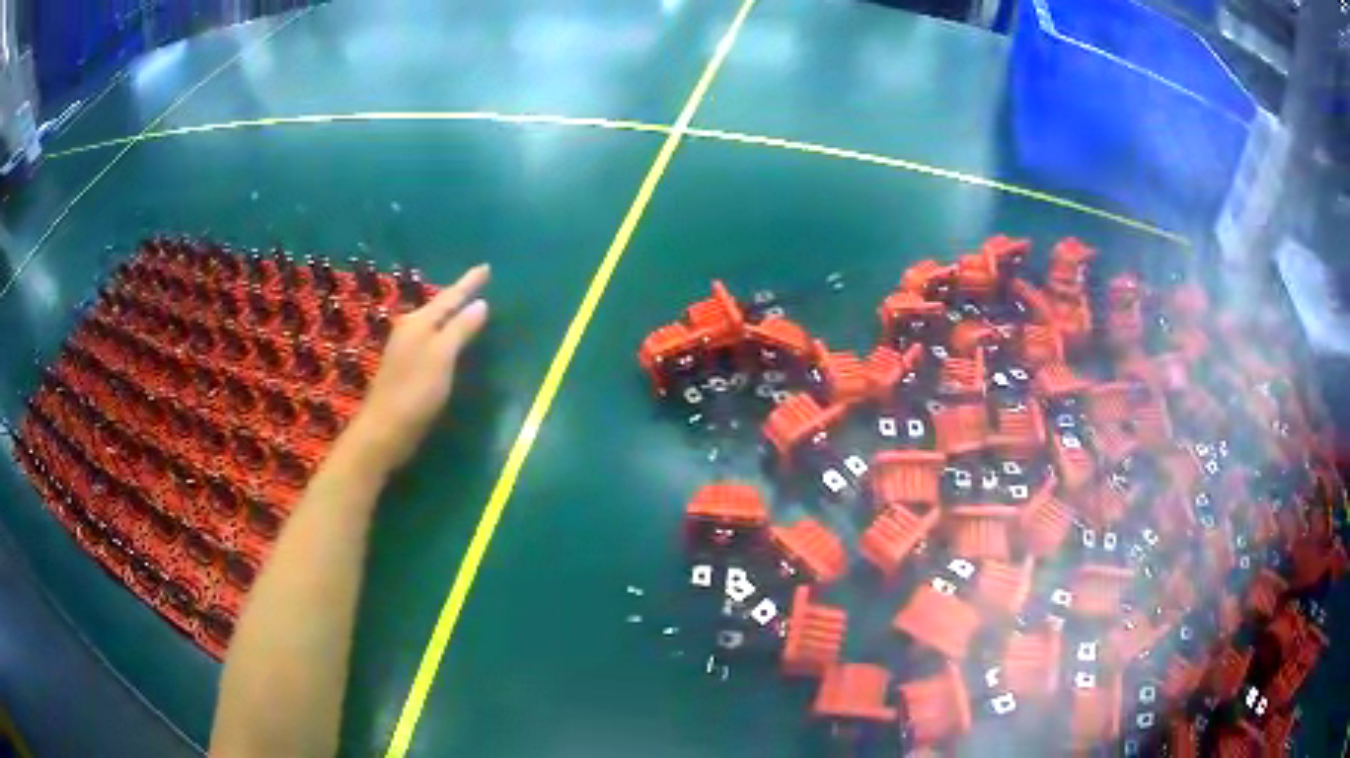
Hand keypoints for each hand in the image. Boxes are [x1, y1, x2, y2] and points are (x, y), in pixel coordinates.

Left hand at [345, 264, 489, 470]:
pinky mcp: (407, 368)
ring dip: (451, 314)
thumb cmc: (414, 392)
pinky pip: (432, 339)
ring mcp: (406, 349)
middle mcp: (410, 329)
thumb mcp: (442, 357)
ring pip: (434, 323)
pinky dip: (445, 332)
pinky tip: (451, 339)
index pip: (449, 297)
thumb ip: (460, 329)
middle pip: (439, 307)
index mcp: (419, 322)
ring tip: (468, 305)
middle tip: (478, 283)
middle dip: (459, 295)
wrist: (384, 430)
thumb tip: (480, 303)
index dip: (468, 283)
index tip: (486, 266)